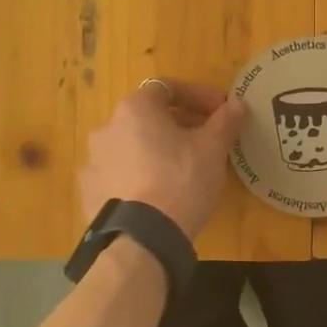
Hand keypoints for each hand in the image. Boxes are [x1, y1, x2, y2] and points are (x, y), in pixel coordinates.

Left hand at [79, 80, 245, 239]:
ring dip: (155, 149)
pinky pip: (118, 174)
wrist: (142, 238)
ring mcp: (93, 161)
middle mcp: (107, 128)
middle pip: (148, 117)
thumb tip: (237, 104)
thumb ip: (225, 121)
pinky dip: (137, 175)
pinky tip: (156, 193)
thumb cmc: (181, 180)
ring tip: (180, 169)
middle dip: (178, 124)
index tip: (219, 111)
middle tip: (204, 140)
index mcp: (135, 109)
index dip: (197, 96)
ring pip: (131, 146)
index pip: (168, 88)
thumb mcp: (212, 149)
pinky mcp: (89, 191)